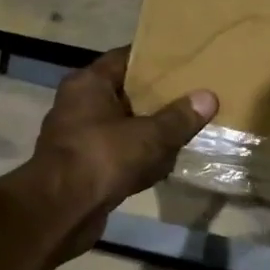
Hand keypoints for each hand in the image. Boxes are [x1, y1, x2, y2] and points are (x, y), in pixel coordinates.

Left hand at [17, 49, 217, 261]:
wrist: (61, 211)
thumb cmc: (102, 158)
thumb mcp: (150, 135)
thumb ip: (180, 117)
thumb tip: (209, 97)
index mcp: (88, 84)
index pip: (125, 58)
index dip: (155, 59)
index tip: (185, 62)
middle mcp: (77, 104)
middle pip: (125, 92)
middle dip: (157, 97)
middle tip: (191, 96)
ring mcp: (77, 137)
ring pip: (122, 125)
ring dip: (148, 130)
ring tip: (184, 129)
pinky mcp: (81, 167)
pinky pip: (117, 153)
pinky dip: (137, 157)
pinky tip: (163, 164)